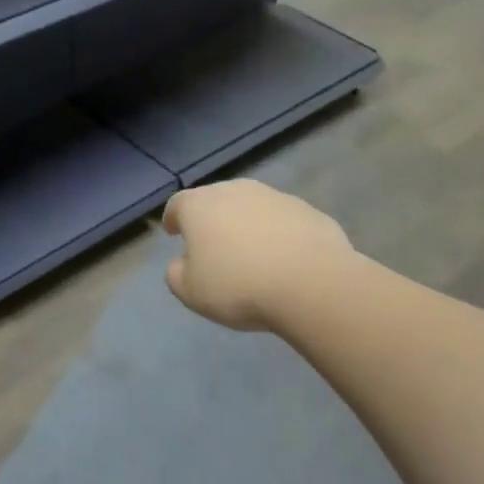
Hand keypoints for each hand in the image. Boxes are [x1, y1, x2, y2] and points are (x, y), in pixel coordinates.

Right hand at [161, 180, 353, 331]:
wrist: (311, 284)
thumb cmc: (238, 286)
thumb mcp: (190, 292)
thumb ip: (176, 274)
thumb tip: (182, 263)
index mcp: (200, 206)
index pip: (178, 204)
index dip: (172, 218)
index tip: (172, 232)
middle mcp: (236, 191)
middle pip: (215, 199)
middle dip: (210, 218)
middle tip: (210, 243)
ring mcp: (276, 197)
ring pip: (251, 207)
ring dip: (245, 224)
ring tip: (248, 252)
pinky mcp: (309, 211)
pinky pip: (282, 221)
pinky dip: (276, 233)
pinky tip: (281, 258)